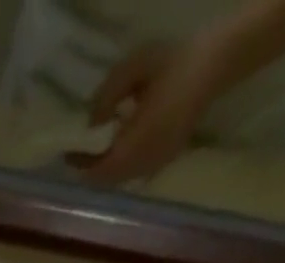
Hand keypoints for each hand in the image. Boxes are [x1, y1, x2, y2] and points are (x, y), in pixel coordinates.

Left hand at [71, 39, 227, 184]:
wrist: (215, 63)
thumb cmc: (174, 61)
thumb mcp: (133, 69)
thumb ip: (106, 97)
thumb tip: (89, 125)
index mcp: (140, 141)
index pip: (102, 170)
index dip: (82, 166)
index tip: (68, 153)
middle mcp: (148, 161)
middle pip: (109, 179)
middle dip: (91, 168)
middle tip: (78, 152)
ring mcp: (157, 164)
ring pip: (121, 178)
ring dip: (106, 167)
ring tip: (96, 147)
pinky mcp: (165, 161)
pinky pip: (134, 172)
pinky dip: (120, 164)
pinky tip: (119, 144)